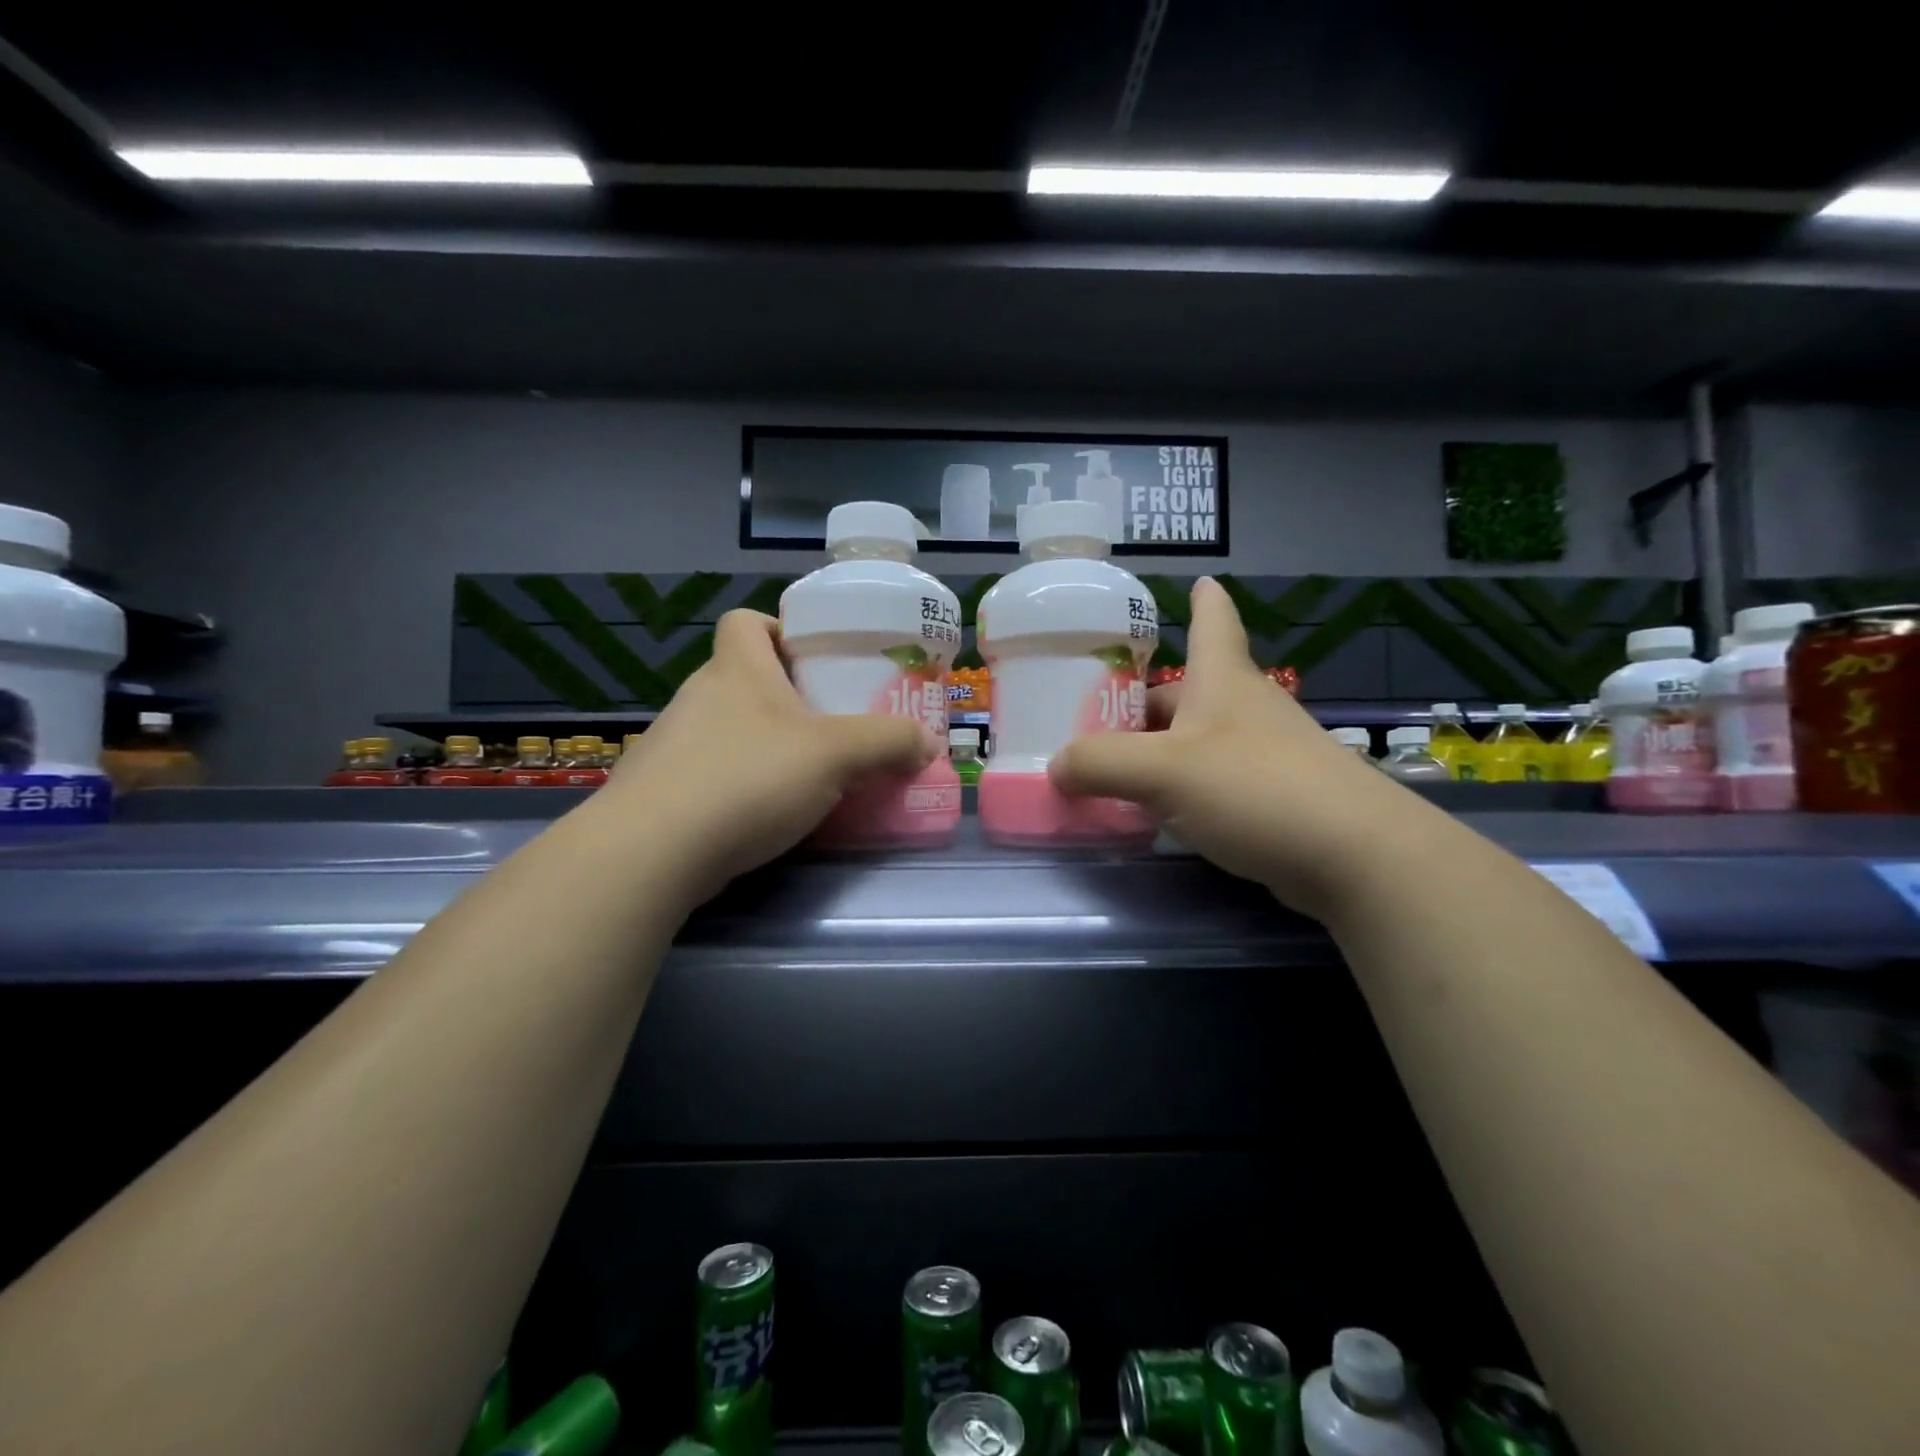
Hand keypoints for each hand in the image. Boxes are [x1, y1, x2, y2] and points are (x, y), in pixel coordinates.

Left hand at [604, 610, 934, 906]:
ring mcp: (673, 746)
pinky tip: (767, 817)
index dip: (780, 630)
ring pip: (731, 730)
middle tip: (832, 728)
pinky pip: (714, 774)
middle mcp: (699, 697)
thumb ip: (888, 743)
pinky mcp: (662, 792)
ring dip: (767, 746)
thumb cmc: (748, 779)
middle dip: (789, 699)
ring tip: (809, 778)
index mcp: (737, 669)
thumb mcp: (836, 755)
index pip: (746, 621)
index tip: (815, 661)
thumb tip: (927, 743)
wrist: (651, 852)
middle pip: (746, 679)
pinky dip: (742, 786)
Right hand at [1050, 578, 1411, 918]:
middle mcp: (1245, 707)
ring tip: (1109, 770)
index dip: (1203, 601)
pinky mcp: (1273, 796)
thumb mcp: (1162, 771)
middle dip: (1142, 702)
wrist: (1352, 855)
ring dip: (1157, 749)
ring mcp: (1264, 753)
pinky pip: (1210, 780)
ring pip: (1196, 738)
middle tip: (1090, 719)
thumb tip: (1056, 766)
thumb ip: (1099, 764)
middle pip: (1187, 690)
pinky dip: (1178, 787)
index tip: (1199, 582)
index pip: (1212, 622)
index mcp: (1221, 680)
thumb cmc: (1254, 787)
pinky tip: (1154, 812)